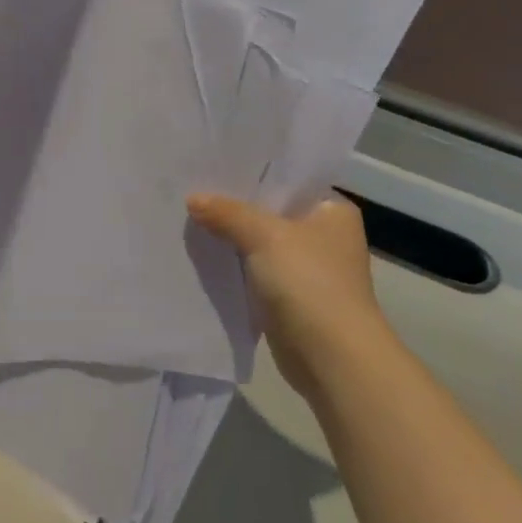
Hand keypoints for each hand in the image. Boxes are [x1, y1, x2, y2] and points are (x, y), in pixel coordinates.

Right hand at [187, 191, 392, 398]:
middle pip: (269, 210)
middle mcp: (323, 234)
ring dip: (231, 236)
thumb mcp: (264, 236)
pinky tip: (202, 253)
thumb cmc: (309, 283)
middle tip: (191, 187)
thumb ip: (227, 213)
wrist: (332, 358)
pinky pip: (254, 270)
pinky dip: (233, 265)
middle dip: (233, 205)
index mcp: (332, 210)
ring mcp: (308, 267)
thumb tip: (193, 199)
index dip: (250, 172)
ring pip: (259, 242)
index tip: (213, 164)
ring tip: (189, 216)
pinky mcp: (290, 296)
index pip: (287, 179)